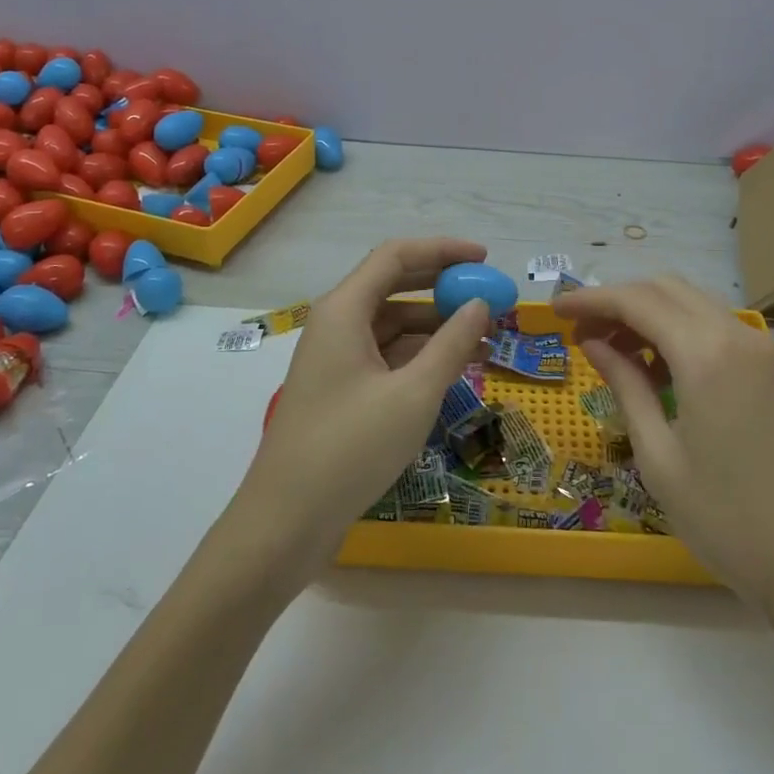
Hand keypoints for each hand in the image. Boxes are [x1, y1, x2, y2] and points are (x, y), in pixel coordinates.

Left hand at [233, 239, 491, 573]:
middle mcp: (337, 323)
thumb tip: (481, 305)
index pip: (396, 256)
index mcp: (344, 309)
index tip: (484, 259)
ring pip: (393, 324)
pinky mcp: (341, 389)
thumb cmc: (350, 449)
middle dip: (443, 288)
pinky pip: (386, 355)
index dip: (442, 250)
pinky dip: (420, 356)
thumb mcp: (413, 395)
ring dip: (436, 326)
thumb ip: (451, 344)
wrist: (285, 523)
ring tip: (484, 339)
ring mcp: (337, 357)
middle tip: (489, 297)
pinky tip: (454, 369)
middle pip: (394, 286)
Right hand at [556, 275, 773, 609]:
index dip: (590, 299)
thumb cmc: (728, 520)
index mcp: (705, 353)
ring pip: (690, 303)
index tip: (555, 310)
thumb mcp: (659, 455)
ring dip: (647, 313)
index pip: (635, 301)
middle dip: (617, 301)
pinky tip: (655, 367)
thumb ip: (625, 385)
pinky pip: (713, 326)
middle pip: (664, 289)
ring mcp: (759, 349)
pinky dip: (677, 330)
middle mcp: (735, 334)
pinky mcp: (771, 368)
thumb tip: (593, 343)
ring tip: (612, 350)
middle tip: (581, 332)